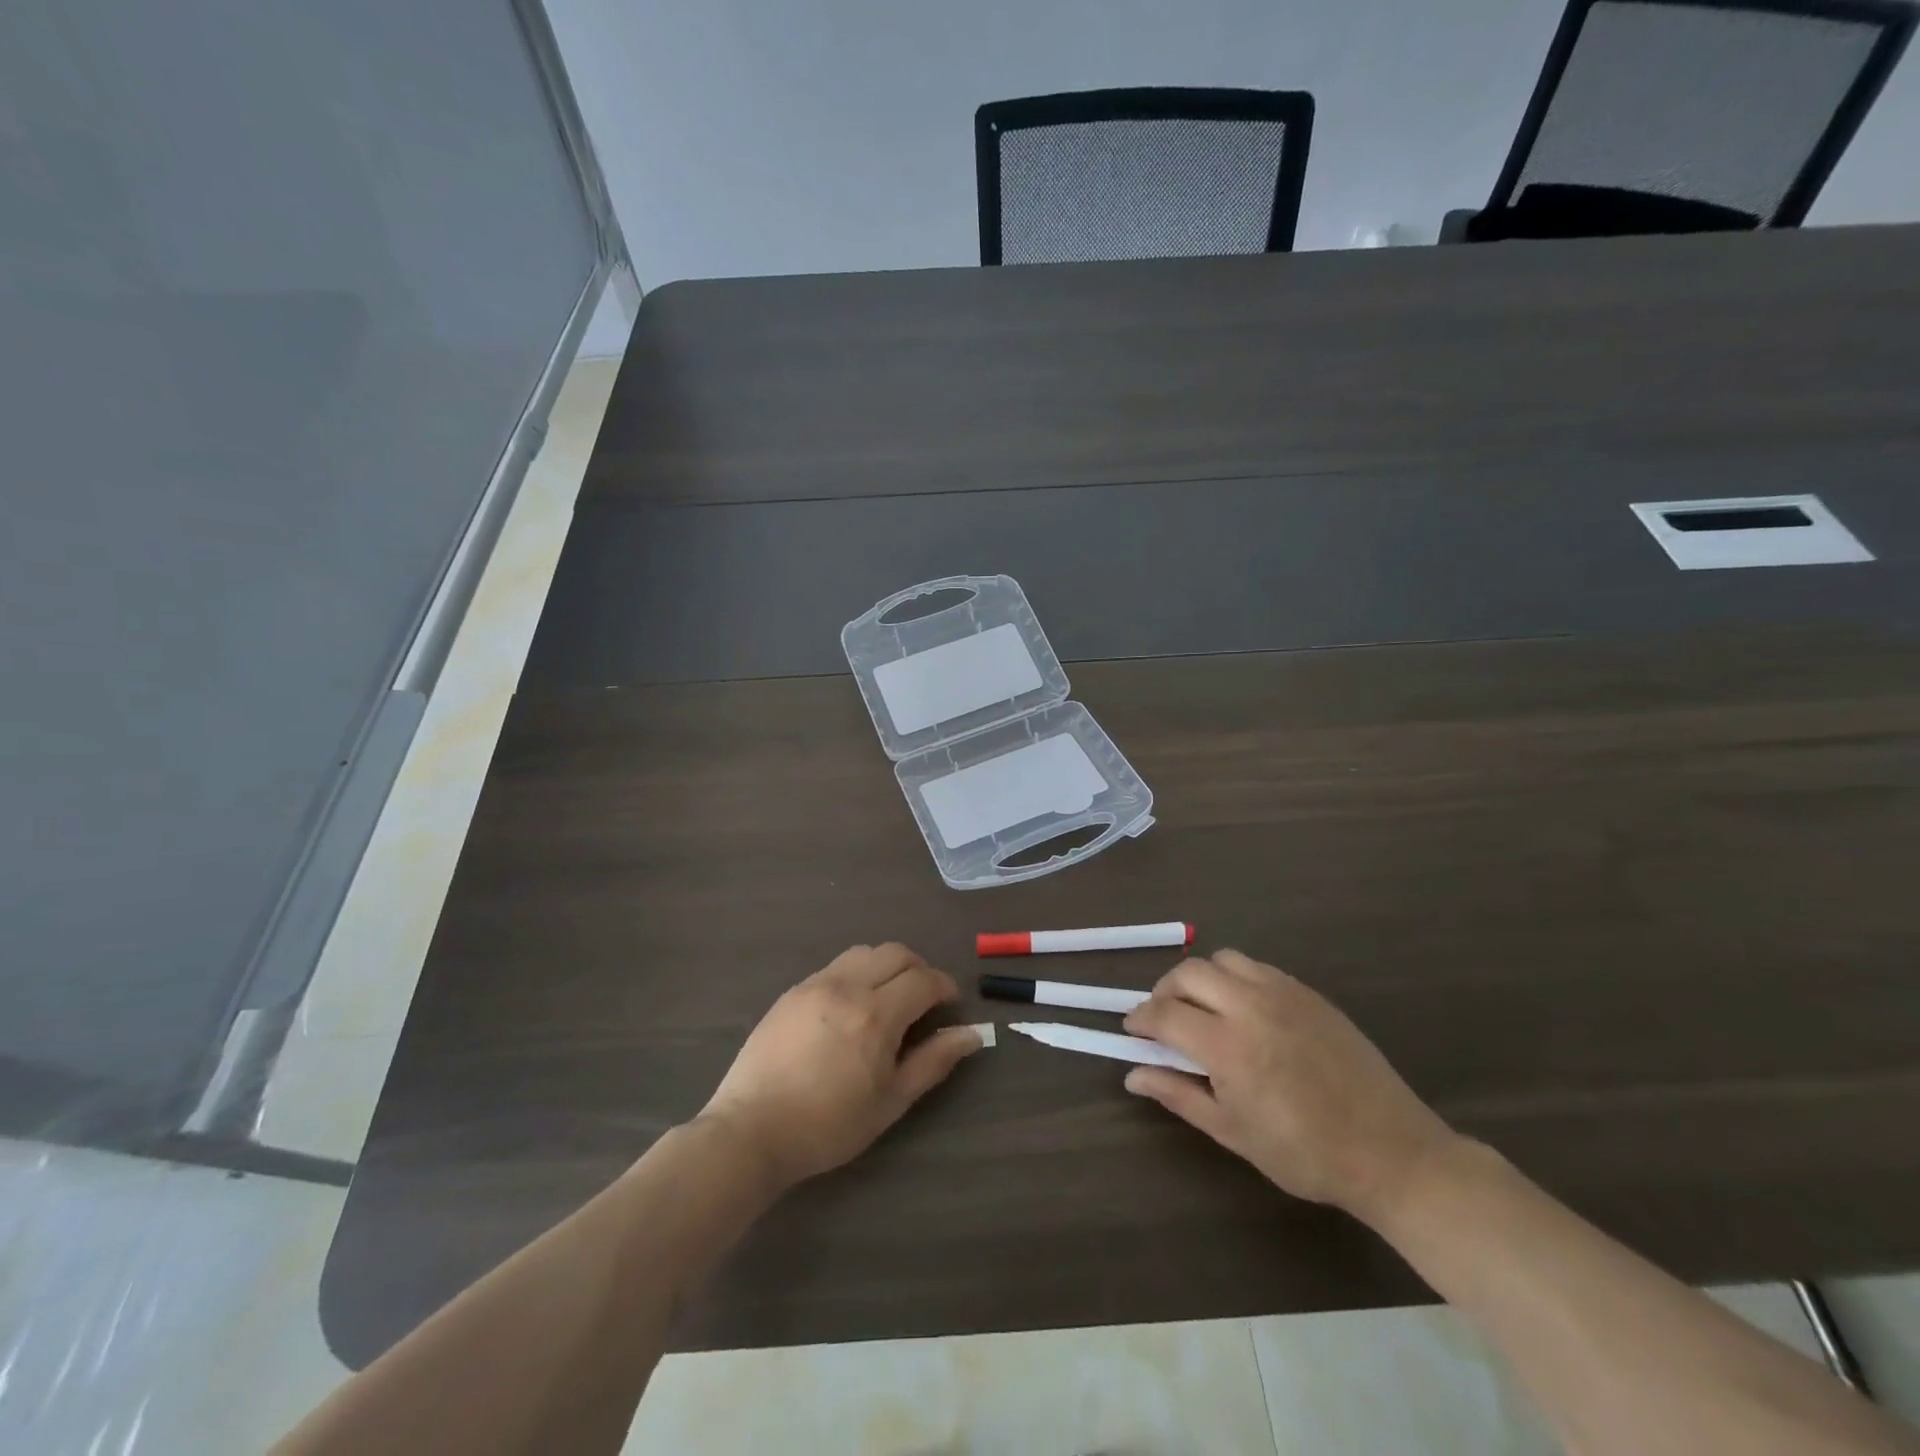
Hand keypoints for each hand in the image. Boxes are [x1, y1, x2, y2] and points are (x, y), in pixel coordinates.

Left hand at [700, 944, 982, 1190]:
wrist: (751, 1130)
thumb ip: (934, 1061)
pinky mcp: (792, 991)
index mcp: (876, 1013)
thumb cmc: (828, 1125)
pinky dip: (857, 973)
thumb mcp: (891, 1101)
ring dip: (887, 966)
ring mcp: (815, 983)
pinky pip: (835, 966)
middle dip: (919, 969)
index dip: (945, 987)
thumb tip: (973, 1034)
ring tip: (888, 999)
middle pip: (896, 953)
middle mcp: (848, 985)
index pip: (924, 979)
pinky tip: (851, 1007)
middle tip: (924, 1000)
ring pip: (864, 952)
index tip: (950, 1005)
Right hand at [1124, 950, 1457, 1224]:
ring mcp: (1283, 994)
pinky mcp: (1308, 993)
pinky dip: (1235, 979)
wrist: (1391, 1152)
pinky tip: (1243, 1010)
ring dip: (1200, 978)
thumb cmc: (1304, 1153)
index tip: (1132, 1030)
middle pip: (1188, 973)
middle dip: (1164, 991)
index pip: (1165, 1014)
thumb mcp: (1233, 1132)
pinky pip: (1257, 968)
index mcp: (1229, 1047)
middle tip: (1163, 1019)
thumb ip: (1178, 1095)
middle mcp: (1251, 1007)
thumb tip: (1132, 1075)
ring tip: (1202, 1008)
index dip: (1141, 1019)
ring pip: (1223, 960)